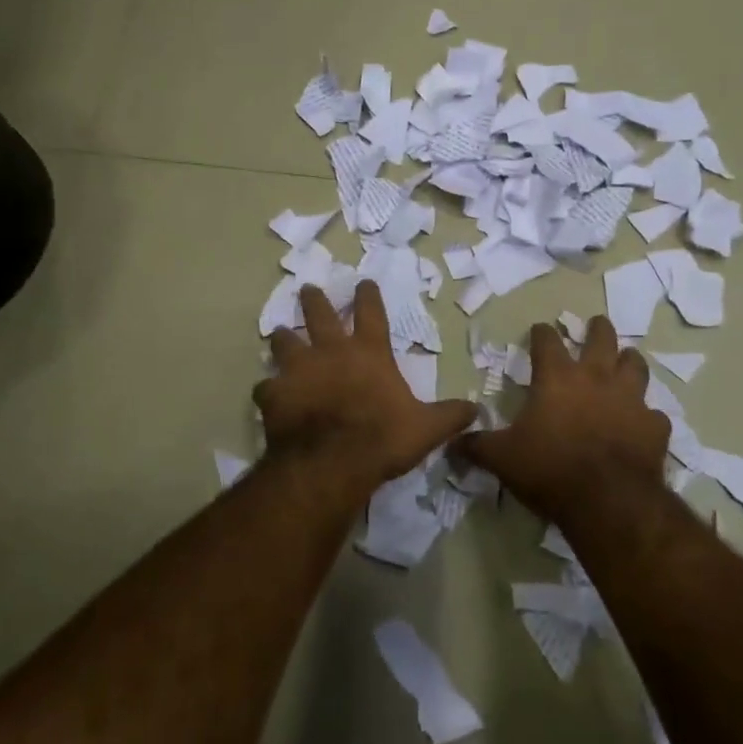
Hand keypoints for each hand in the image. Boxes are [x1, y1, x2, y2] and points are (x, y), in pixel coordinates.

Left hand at [255, 282, 476, 491]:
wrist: (332, 461)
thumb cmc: (383, 437)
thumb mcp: (426, 428)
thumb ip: (450, 416)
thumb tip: (477, 411)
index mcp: (369, 353)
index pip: (371, 312)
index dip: (368, 295)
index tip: (363, 282)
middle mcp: (331, 351)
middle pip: (319, 314)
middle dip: (315, 299)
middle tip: (308, 289)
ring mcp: (299, 370)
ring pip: (285, 342)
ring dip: (283, 338)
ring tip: (279, 334)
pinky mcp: (275, 393)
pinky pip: (265, 386)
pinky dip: (268, 389)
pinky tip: (267, 394)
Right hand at [456, 316, 668, 516]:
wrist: (607, 500)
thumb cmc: (549, 468)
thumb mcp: (502, 458)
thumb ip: (477, 446)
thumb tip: (451, 443)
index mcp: (557, 378)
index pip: (547, 340)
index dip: (541, 333)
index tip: (539, 330)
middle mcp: (596, 378)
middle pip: (602, 338)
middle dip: (597, 329)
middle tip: (596, 326)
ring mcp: (630, 400)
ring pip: (635, 366)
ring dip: (629, 362)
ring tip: (626, 362)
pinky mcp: (654, 426)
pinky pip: (655, 414)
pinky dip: (648, 416)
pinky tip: (643, 424)